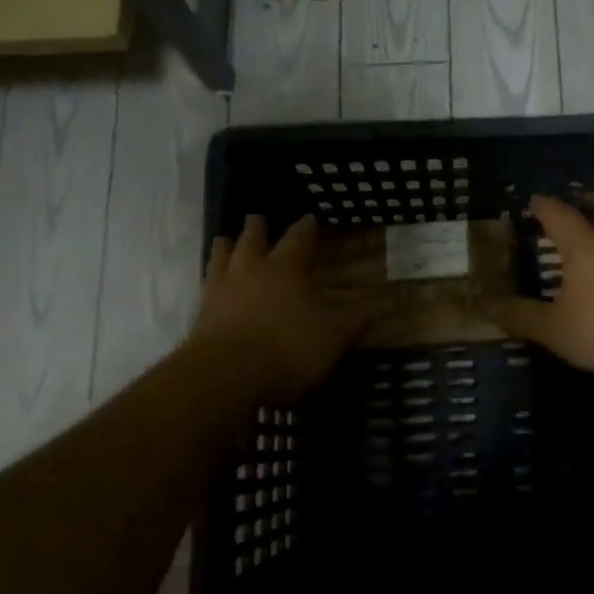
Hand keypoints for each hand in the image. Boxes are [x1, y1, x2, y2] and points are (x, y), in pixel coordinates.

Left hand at [191, 215, 374, 402]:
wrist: (226, 376)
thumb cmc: (288, 348)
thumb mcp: (335, 335)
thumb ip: (360, 318)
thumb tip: (392, 300)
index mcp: (286, 268)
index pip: (298, 238)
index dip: (306, 228)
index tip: (310, 217)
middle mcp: (250, 270)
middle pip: (252, 240)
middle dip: (257, 228)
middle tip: (257, 218)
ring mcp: (221, 291)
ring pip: (221, 257)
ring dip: (225, 246)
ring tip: (225, 240)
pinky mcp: (200, 315)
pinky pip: (205, 286)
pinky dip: (210, 278)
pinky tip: (211, 284)